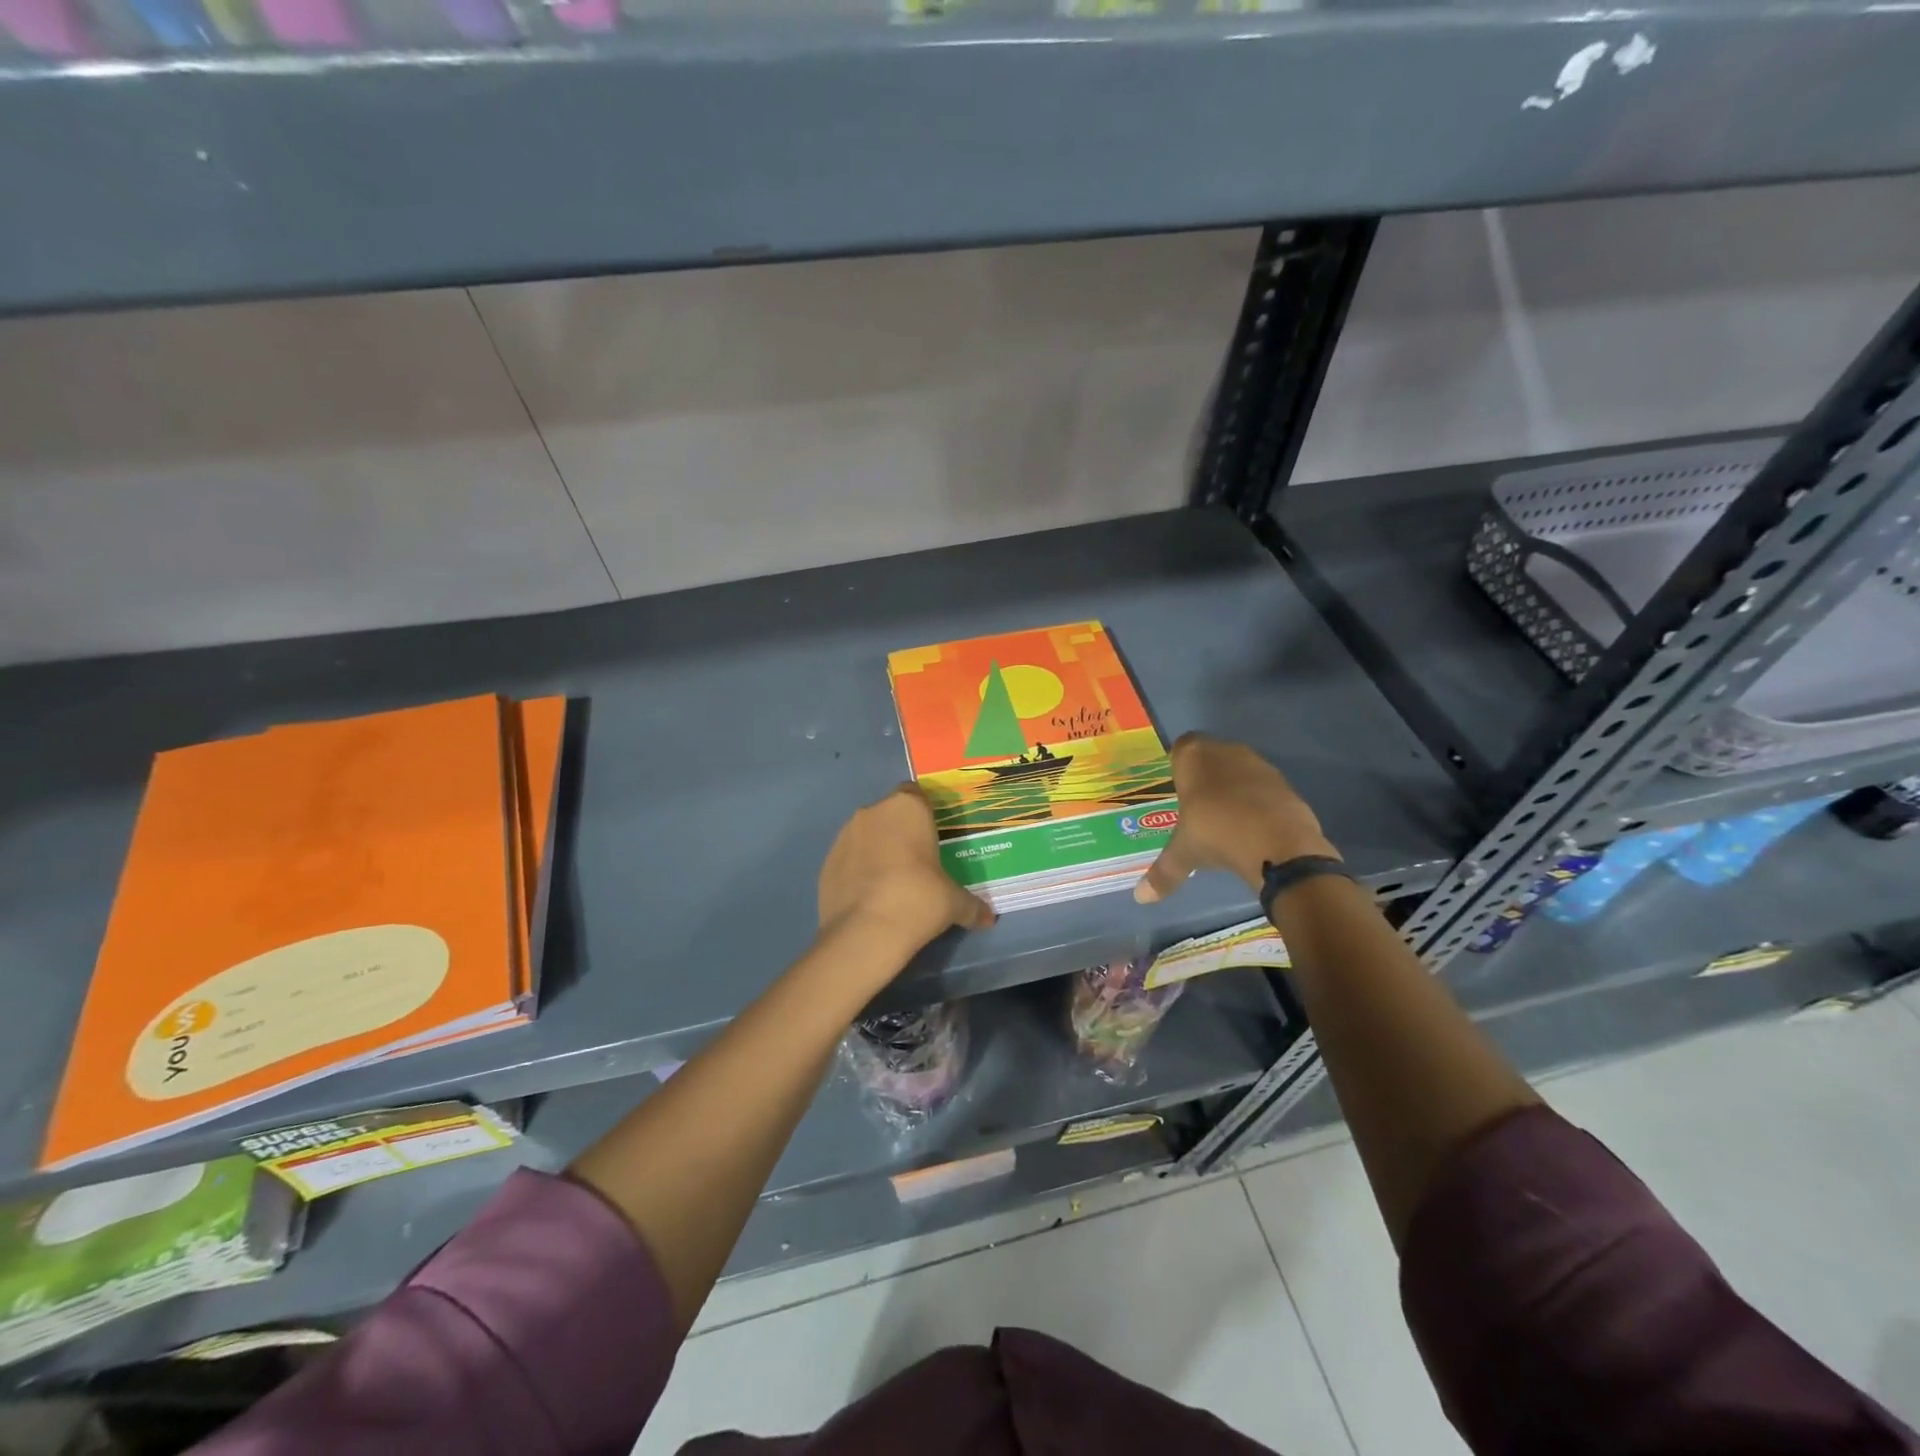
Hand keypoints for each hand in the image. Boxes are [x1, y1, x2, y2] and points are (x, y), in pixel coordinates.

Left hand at [818, 784, 994, 961]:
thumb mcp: (954, 903)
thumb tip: (989, 918)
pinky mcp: (826, 861)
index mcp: (907, 808)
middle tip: (918, 862)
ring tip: (892, 882)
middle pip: (890, 814)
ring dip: (878, 849)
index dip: (925, 813)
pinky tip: (870, 897)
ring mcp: (844, 835)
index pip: (916, 794)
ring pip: (866, 834)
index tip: (933, 837)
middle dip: (901, 832)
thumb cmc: (919, 899)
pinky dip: (858, 870)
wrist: (865, 932)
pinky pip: (849, 858)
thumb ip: (971, 905)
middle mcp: (872, 812)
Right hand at [1134, 733, 1338, 903]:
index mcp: (1194, 756)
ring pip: (1239, 770)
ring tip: (1225, 818)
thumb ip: (1163, 872)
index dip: (1179, 766)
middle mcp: (1226, 751)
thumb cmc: (1216, 833)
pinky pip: (1262, 787)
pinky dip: (1256, 801)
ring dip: (1232, 787)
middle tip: (1197, 806)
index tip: (1177, 789)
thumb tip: (1140, 898)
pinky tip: (1252, 826)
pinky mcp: (1285, 783)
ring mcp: (1259, 764)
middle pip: (1211, 756)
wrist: (1278, 843)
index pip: (1181, 748)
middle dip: (1205, 776)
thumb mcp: (1184, 853)